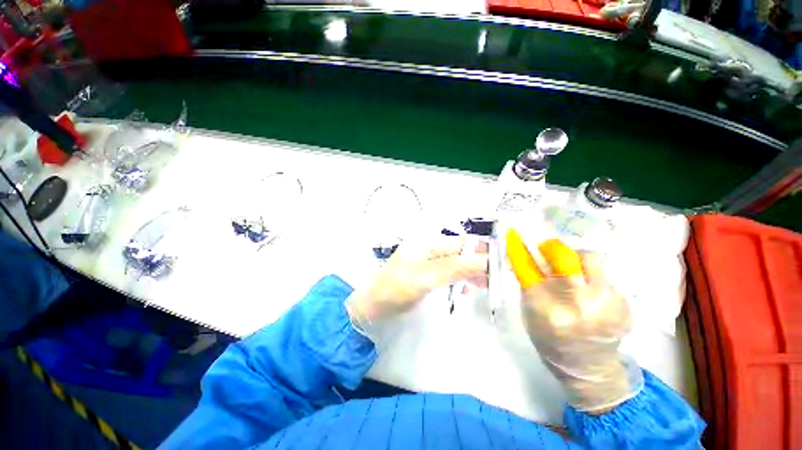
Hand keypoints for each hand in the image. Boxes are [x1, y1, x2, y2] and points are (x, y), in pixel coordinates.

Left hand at [347, 236, 487, 330]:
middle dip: (479, 263)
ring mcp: (428, 262)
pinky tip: (467, 289)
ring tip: (487, 286)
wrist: (372, 307)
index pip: (462, 243)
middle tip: (498, 280)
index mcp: (428, 242)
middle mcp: (430, 248)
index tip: (503, 264)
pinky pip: (449, 274)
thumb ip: (455, 267)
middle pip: (461, 252)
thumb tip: (486, 260)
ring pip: (457, 264)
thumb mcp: (425, 277)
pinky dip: (460, 280)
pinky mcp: (427, 275)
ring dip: (472, 273)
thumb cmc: (396, 289)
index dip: (482, 251)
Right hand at [506, 229, 642, 412]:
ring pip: (590, 260)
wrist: (588, 367)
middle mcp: (578, 305)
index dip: (518, 249)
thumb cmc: (551, 340)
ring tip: (571, 270)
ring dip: (575, 259)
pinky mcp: (624, 304)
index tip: (513, 235)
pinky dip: (590, 276)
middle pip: (567, 257)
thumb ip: (530, 283)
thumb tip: (528, 256)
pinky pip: (603, 275)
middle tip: (548, 250)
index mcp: (547, 309)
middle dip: (554, 248)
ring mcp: (606, 304)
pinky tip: (588, 292)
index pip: (528, 268)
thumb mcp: (530, 313)